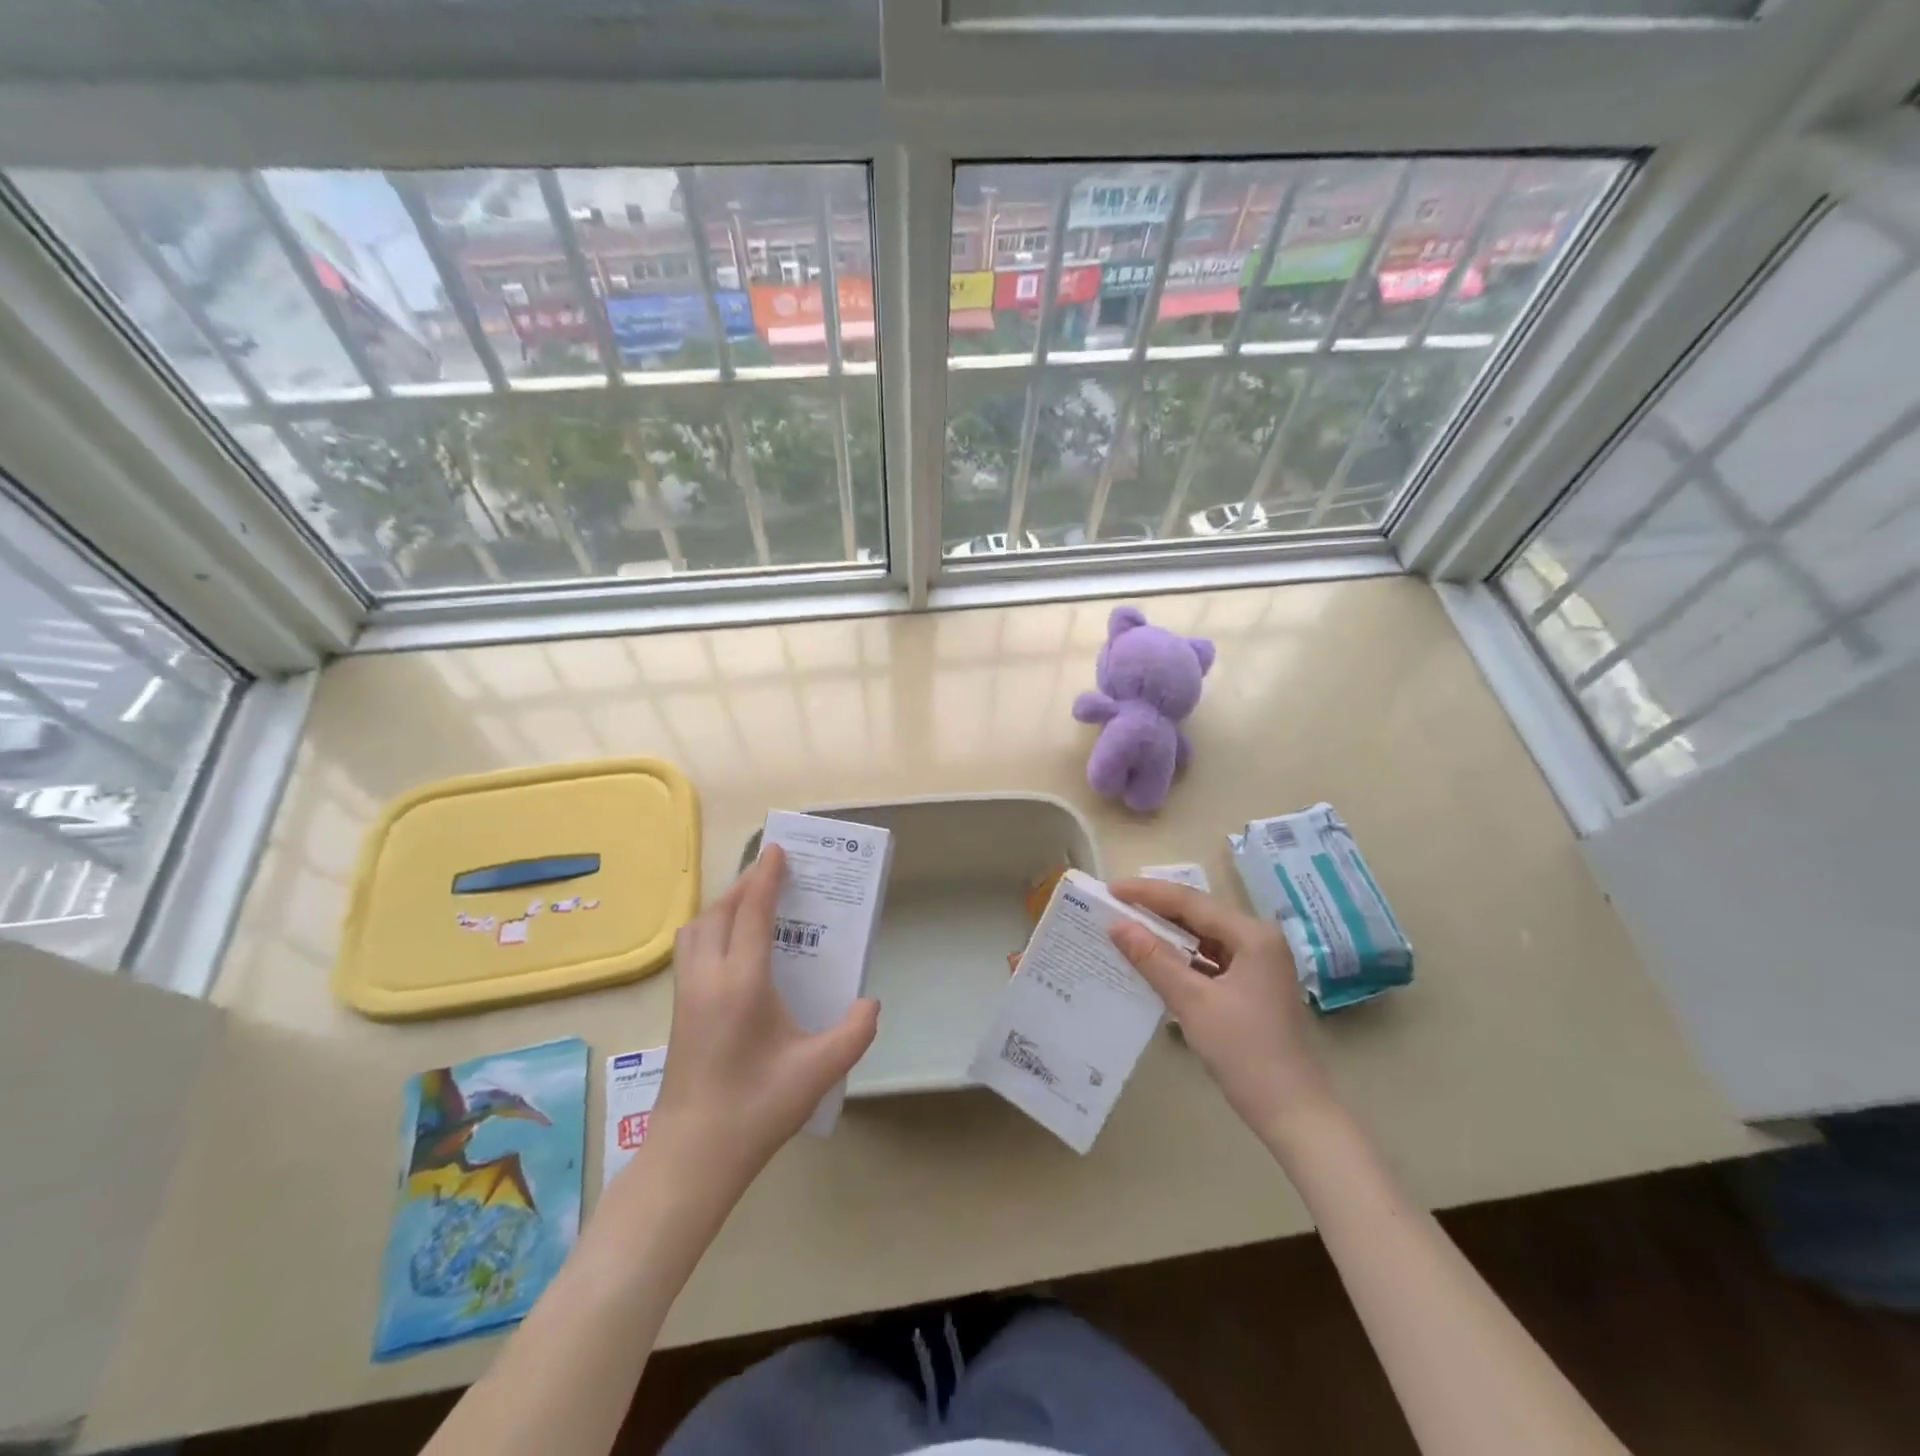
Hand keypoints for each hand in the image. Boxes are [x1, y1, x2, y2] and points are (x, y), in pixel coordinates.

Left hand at [651, 844, 878, 1189]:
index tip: (778, 849)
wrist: (691, 1156)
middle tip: (773, 872)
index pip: (752, 912)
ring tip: (750, 905)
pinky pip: (690, 949)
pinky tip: (730, 948)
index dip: (766, 876)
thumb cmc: (756, 1108)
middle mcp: (709, 977)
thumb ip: (855, 1031)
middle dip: (745, 884)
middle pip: (720, 911)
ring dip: (723, 906)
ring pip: (697, 928)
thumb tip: (870, 1002)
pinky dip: (710, 929)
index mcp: (742, 982)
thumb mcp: (819, 1070)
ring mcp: (687, 994)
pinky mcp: (679, 1011)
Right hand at [1108, 878, 1337, 1138]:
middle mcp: (1258, 940)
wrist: (1293, 1113)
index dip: (1147, 893)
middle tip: (1113, 905)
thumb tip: (1116, 924)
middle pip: (1198, 914)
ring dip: (1166, 935)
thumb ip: (1153, 959)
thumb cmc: (1245, 1052)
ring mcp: (1257, 964)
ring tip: (1126, 928)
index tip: (1110, 889)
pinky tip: (1152, 962)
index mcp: (1252, 935)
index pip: (1191, 901)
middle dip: (1155, 910)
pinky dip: (1180, 959)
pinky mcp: (1251, 986)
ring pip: (1203, 937)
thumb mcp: (1192, 1002)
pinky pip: (1209, 960)